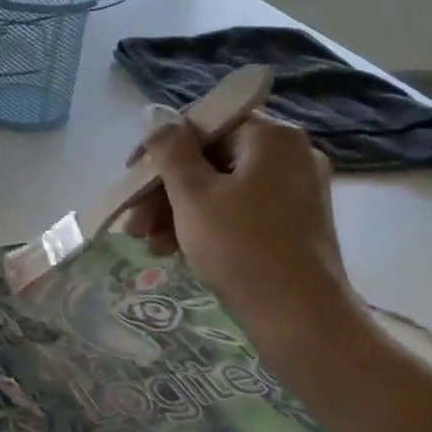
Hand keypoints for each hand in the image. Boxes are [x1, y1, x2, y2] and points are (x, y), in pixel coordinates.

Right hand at [123, 113, 359, 349]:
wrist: (300, 318)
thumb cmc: (241, 247)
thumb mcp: (193, 195)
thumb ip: (170, 150)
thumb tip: (155, 114)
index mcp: (271, 137)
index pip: (203, 123)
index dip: (160, 148)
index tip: (130, 178)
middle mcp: (288, 155)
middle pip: (209, 158)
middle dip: (164, 189)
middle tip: (133, 221)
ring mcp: (293, 191)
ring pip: (219, 187)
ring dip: (176, 210)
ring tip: (149, 243)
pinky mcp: (291, 223)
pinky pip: (236, 210)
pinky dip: (203, 224)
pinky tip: (175, 250)